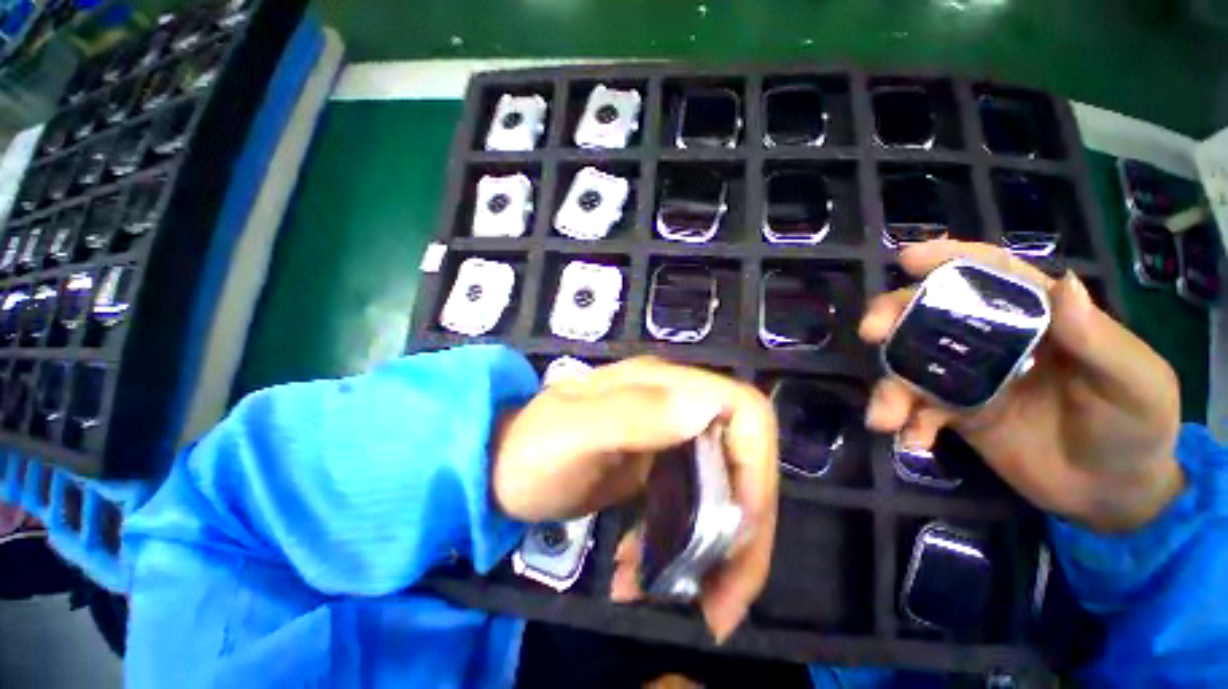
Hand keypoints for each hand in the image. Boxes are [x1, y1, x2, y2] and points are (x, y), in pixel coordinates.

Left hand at [493, 356, 778, 641]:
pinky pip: (691, 507)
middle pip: (742, 461)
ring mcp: (667, 437)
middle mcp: (674, 405)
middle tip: (722, 602)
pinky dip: (683, 547)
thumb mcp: (572, 433)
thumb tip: (705, 409)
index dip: (756, 468)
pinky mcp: (657, 468)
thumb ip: (633, 415)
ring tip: (696, 604)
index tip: (738, 532)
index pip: (743, 412)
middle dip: (744, 532)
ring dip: (718, 551)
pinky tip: (645, 575)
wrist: (497, 467)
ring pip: (722, 492)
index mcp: (662, 385)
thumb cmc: (529, 449)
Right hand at [860, 240, 1183, 532]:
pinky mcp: (957, 414)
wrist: (1112, 493)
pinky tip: (912, 441)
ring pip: (913, 367)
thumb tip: (1063, 284)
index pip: (990, 274)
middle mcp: (994, 341)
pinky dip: (909, 424)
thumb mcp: (1135, 382)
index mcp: (1037, 318)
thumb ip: (1098, 340)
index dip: (949, 259)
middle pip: (931, 314)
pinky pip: (920, 412)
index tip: (908, 258)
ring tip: (883, 416)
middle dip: (893, 316)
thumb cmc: (1136, 426)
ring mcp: (969, 378)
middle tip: (870, 332)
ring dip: (891, 387)